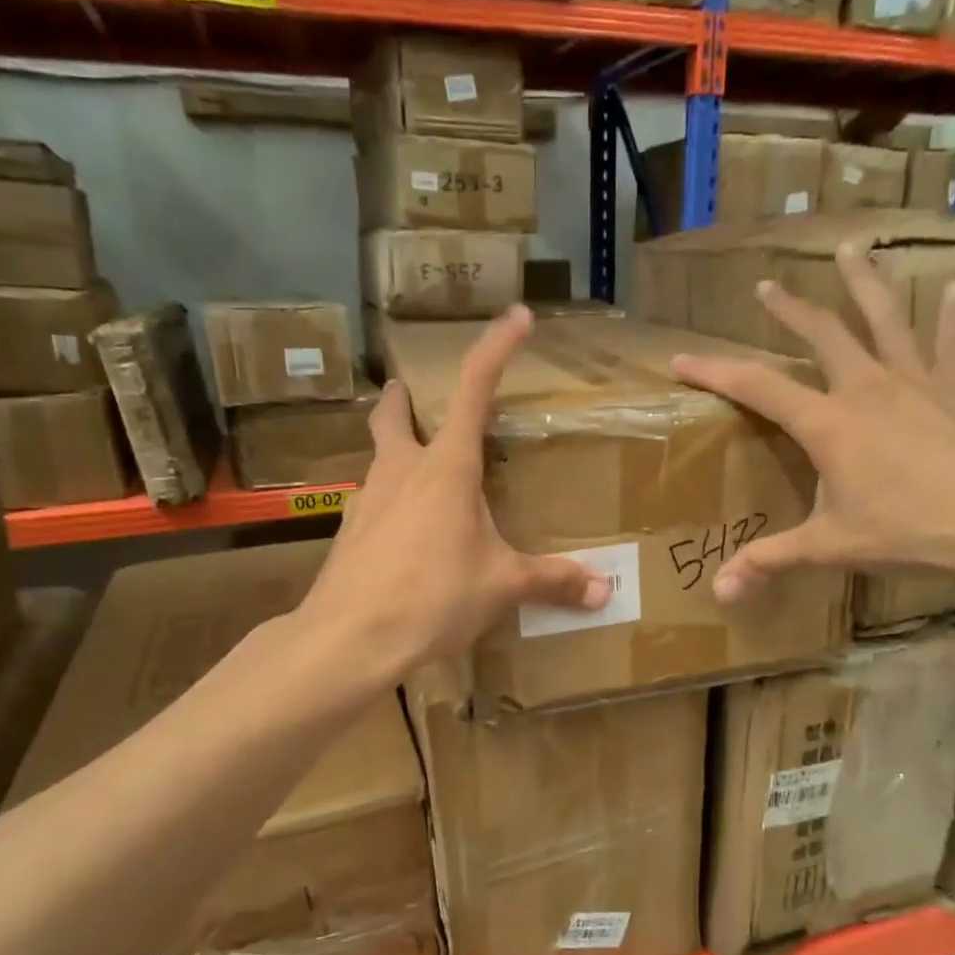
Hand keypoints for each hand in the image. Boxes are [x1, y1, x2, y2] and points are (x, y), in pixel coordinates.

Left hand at [303, 307, 610, 672]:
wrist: (350, 638)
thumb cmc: (434, 596)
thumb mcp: (502, 586)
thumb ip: (553, 581)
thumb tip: (605, 590)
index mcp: (446, 468)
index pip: (473, 389)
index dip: (495, 348)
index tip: (516, 316)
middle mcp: (400, 472)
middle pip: (392, 416)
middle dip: (402, 399)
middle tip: (409, 394)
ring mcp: (367, 502)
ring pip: (379, 461)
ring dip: (396, 455)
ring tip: (420, 477)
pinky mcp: (349, 535)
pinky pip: (373, 506)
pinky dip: (390, 506)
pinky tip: (405, 537)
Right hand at [671, 243, 954, 604]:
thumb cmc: (913, 530)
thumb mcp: (832, 548)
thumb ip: (771, 562)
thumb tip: (718, 594)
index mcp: (829, 424)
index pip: (758, 388)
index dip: (715, 372)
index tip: (681, 358)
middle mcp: (868, 389)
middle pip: (822, 334)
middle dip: (790, 309)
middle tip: (767, 286)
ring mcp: (918, 383)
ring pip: (886, 319)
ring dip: (865, 283)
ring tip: (852, 249)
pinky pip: (951, 344)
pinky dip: (951, 317)